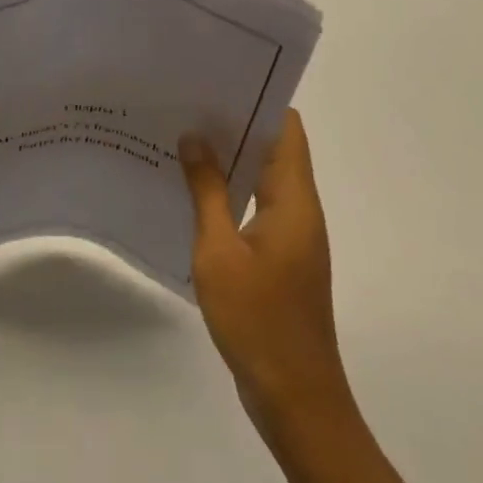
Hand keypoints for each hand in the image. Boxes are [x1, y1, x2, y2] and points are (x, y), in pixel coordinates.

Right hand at [180, 111, 349, 425]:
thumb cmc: (259, 320)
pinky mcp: (281, 258)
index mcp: (293, 197)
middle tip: (188, 104)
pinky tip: (193, 194)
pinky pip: (256, 206)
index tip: (219, 81)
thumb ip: (207, 191)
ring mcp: (292, 235)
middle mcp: (299, 208)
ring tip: (183, 139)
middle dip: (235, 124)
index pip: (287, 127)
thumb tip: (194, 137)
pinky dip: (230, 192)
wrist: (296, 401)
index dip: (258, 99)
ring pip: (263, 177)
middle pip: (273, 147)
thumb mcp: (219, 251)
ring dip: (230, 160)